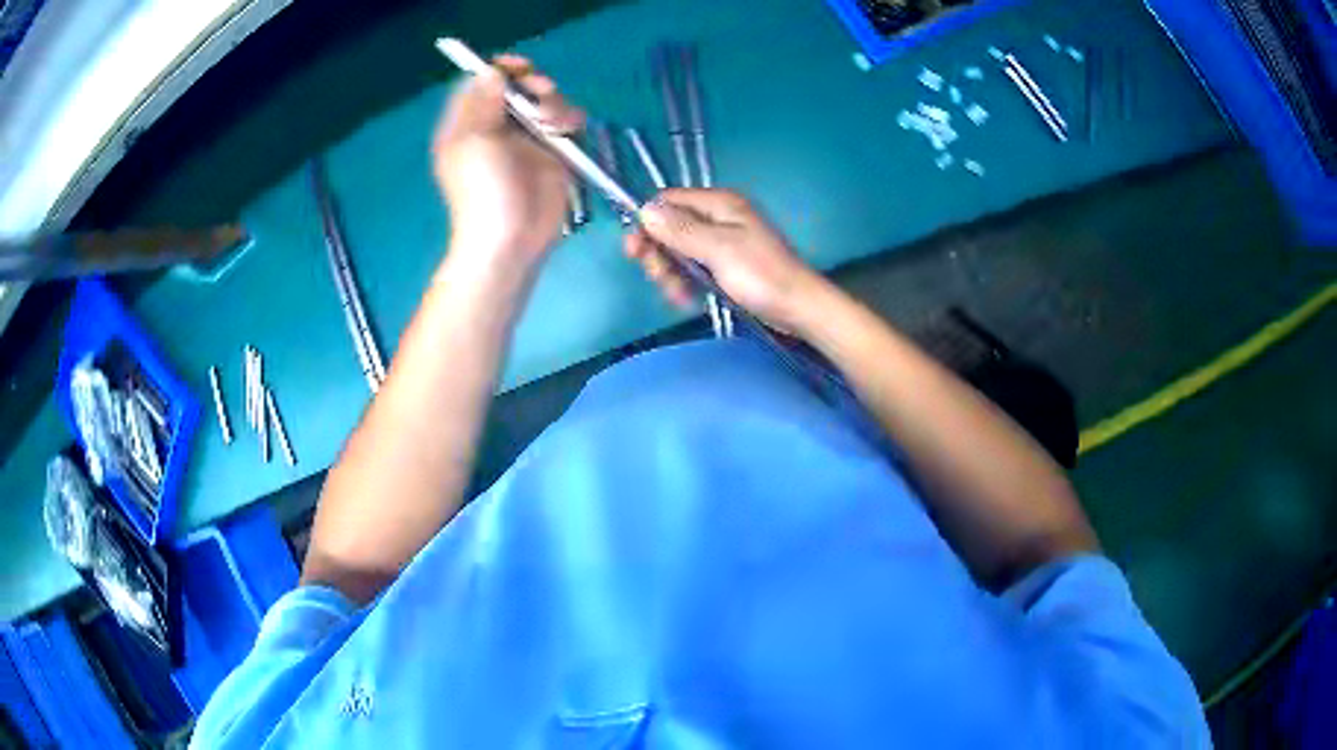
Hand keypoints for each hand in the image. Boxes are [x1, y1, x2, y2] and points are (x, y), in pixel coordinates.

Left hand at [432, 55, 583, 266]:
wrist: (511, 238)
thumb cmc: (483, 190)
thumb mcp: (473, 141)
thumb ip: (483, 102)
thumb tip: (492, 71)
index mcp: (469, 123)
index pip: (482, 83)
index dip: (500, 69)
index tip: (518, 68)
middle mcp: (497, 126)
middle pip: (519, 87)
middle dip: (533, 85)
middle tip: (542, 93)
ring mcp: (527, 138)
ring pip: (546, 101)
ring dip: (555, 104)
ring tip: (554, 124)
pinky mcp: (554, 152)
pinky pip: (566, 122)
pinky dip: (570, 121)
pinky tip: (567, 131)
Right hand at [626, 189, 824, 331]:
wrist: (798, 308)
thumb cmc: (761, 274)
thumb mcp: (718, 248)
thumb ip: (680, 229)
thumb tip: (645, 210)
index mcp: (719, 203)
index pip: (668, 201)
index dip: (647, 223)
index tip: (634, 251)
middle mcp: (718, 217)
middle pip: (670, 227)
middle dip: (658, 254)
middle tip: (659, 278)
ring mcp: (722, 242)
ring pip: (679, 251)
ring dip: (670, 273)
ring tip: (678, 295)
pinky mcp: (725, 266)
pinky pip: (693, 268)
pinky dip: (685, 282)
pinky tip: (687, 299)